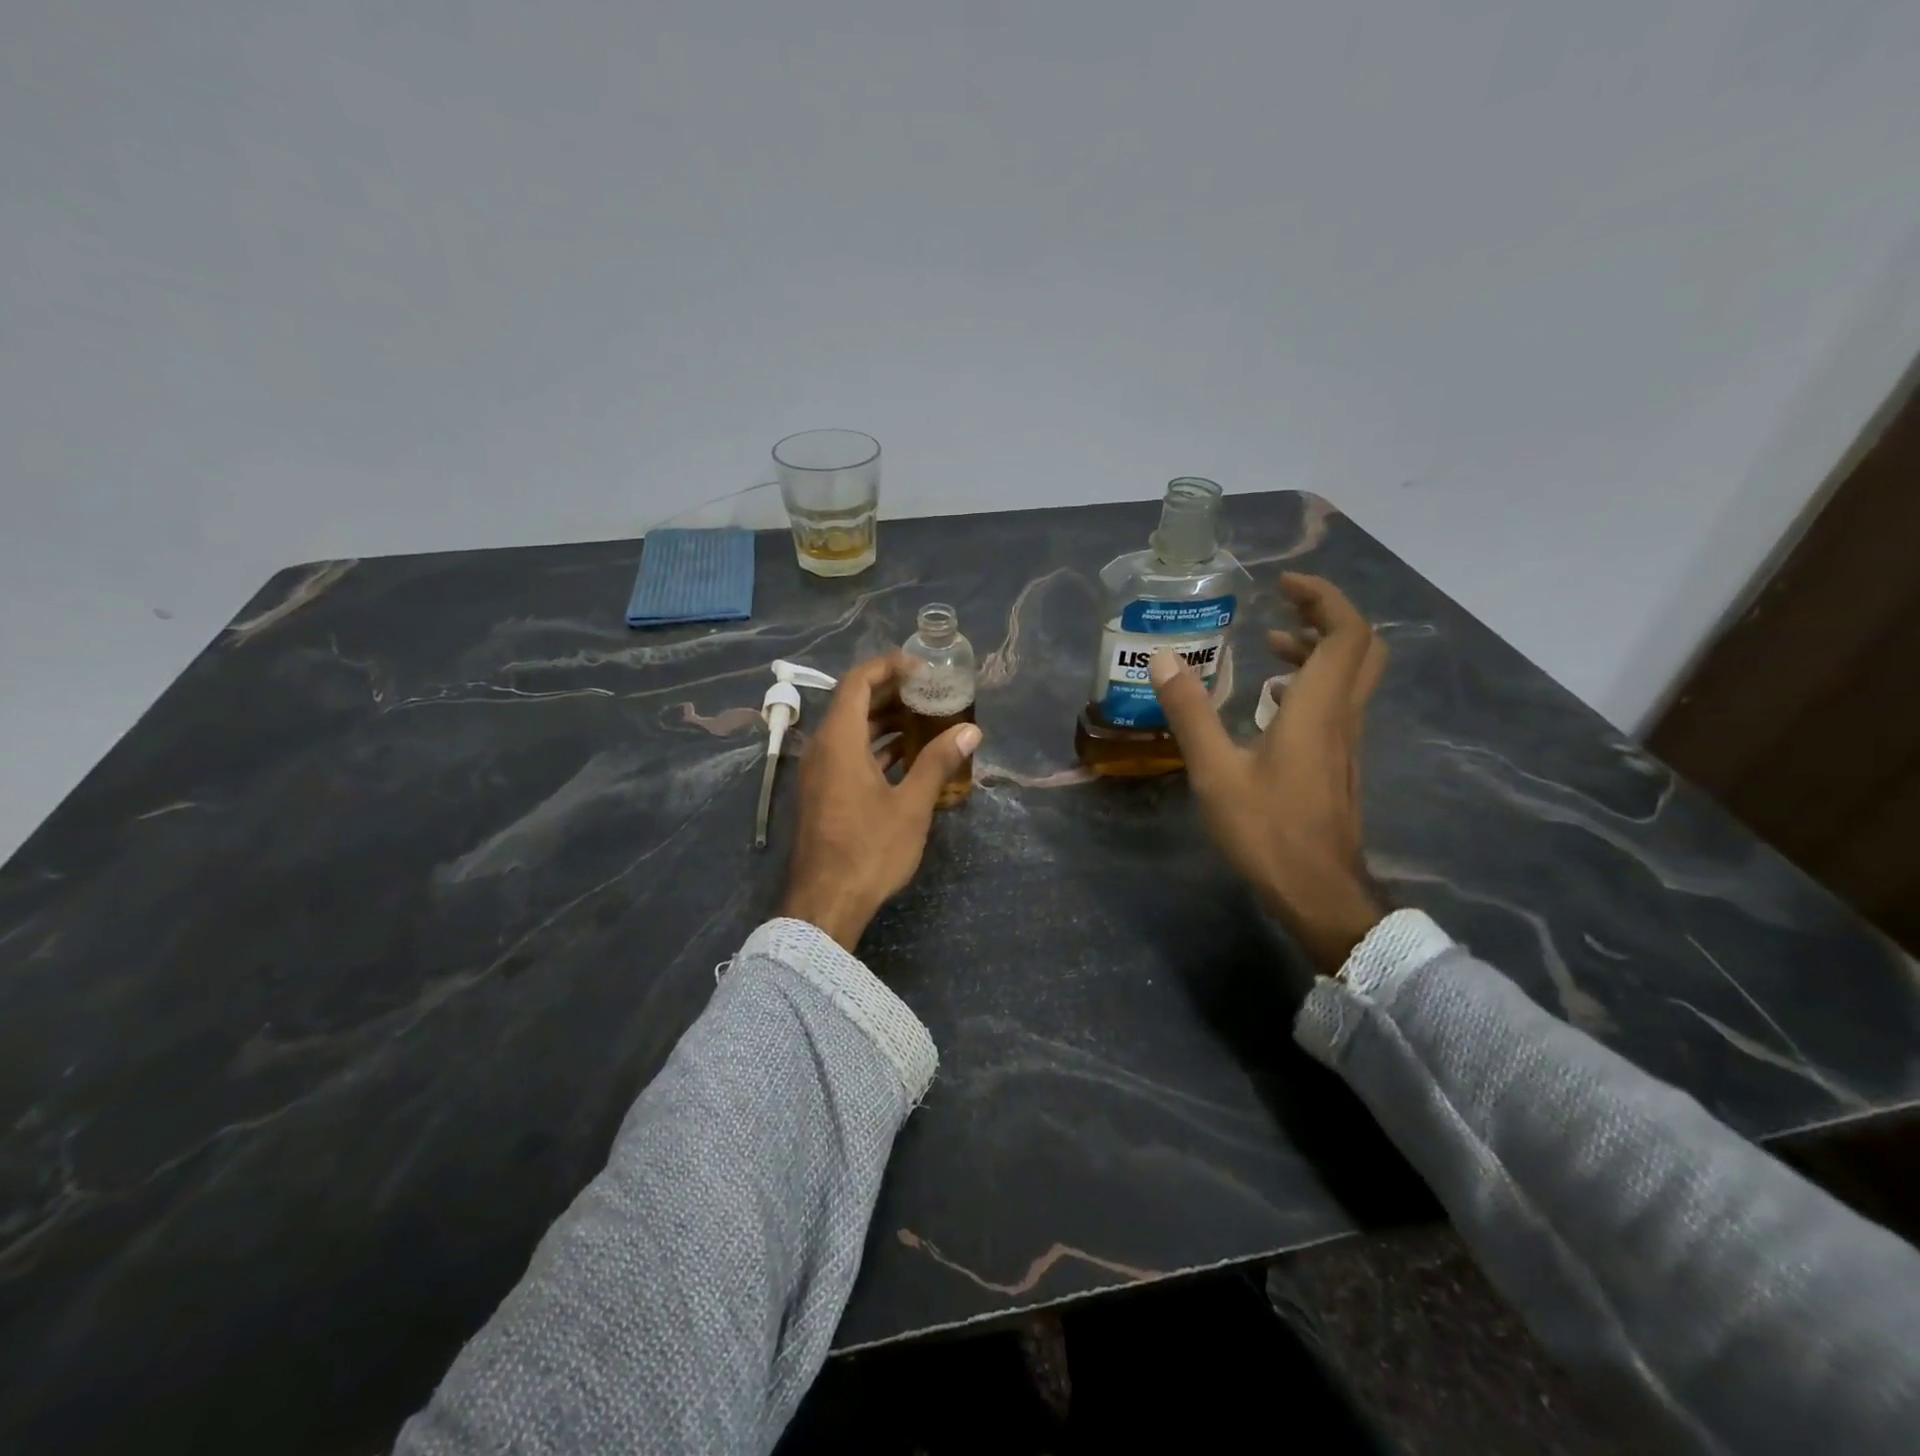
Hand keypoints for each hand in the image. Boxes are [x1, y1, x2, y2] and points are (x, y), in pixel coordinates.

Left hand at [778, 654, 983, 950]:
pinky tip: (904, 756)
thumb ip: (938, 762)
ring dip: (883, 720)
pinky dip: (873, 746)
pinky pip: (846, 753)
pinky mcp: (822, 793)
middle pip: (853, 702)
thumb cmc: (869, 849)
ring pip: (850, 730)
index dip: (888, 666)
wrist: (826, 902)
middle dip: (891, 691)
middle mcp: (822, 748)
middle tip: (929, 691)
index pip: (858, 681)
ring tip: (923, 718)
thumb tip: (971, 731)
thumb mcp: (911, 805)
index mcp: (839, 740)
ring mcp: (818, 772)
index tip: (922, 667)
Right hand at [1149, 573, 1387, 973]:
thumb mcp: (1215, 771)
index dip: (1322, 597)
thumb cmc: (1267, 830)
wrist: (1317, 893)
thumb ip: (1190, 712)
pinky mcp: (1339, 763)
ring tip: (1270, 642)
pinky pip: (1337, 703)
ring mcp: (1346, 741)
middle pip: (1360, 647)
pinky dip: (1311, 682)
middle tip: (1284, 605)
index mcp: (1317, 708)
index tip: (1283, 585)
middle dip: (1327, 615)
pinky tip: (1271, 702)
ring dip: (1318, 648)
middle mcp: (1342, 716)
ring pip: (1351, 676)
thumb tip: (1163, 659)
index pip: (1345, 632)